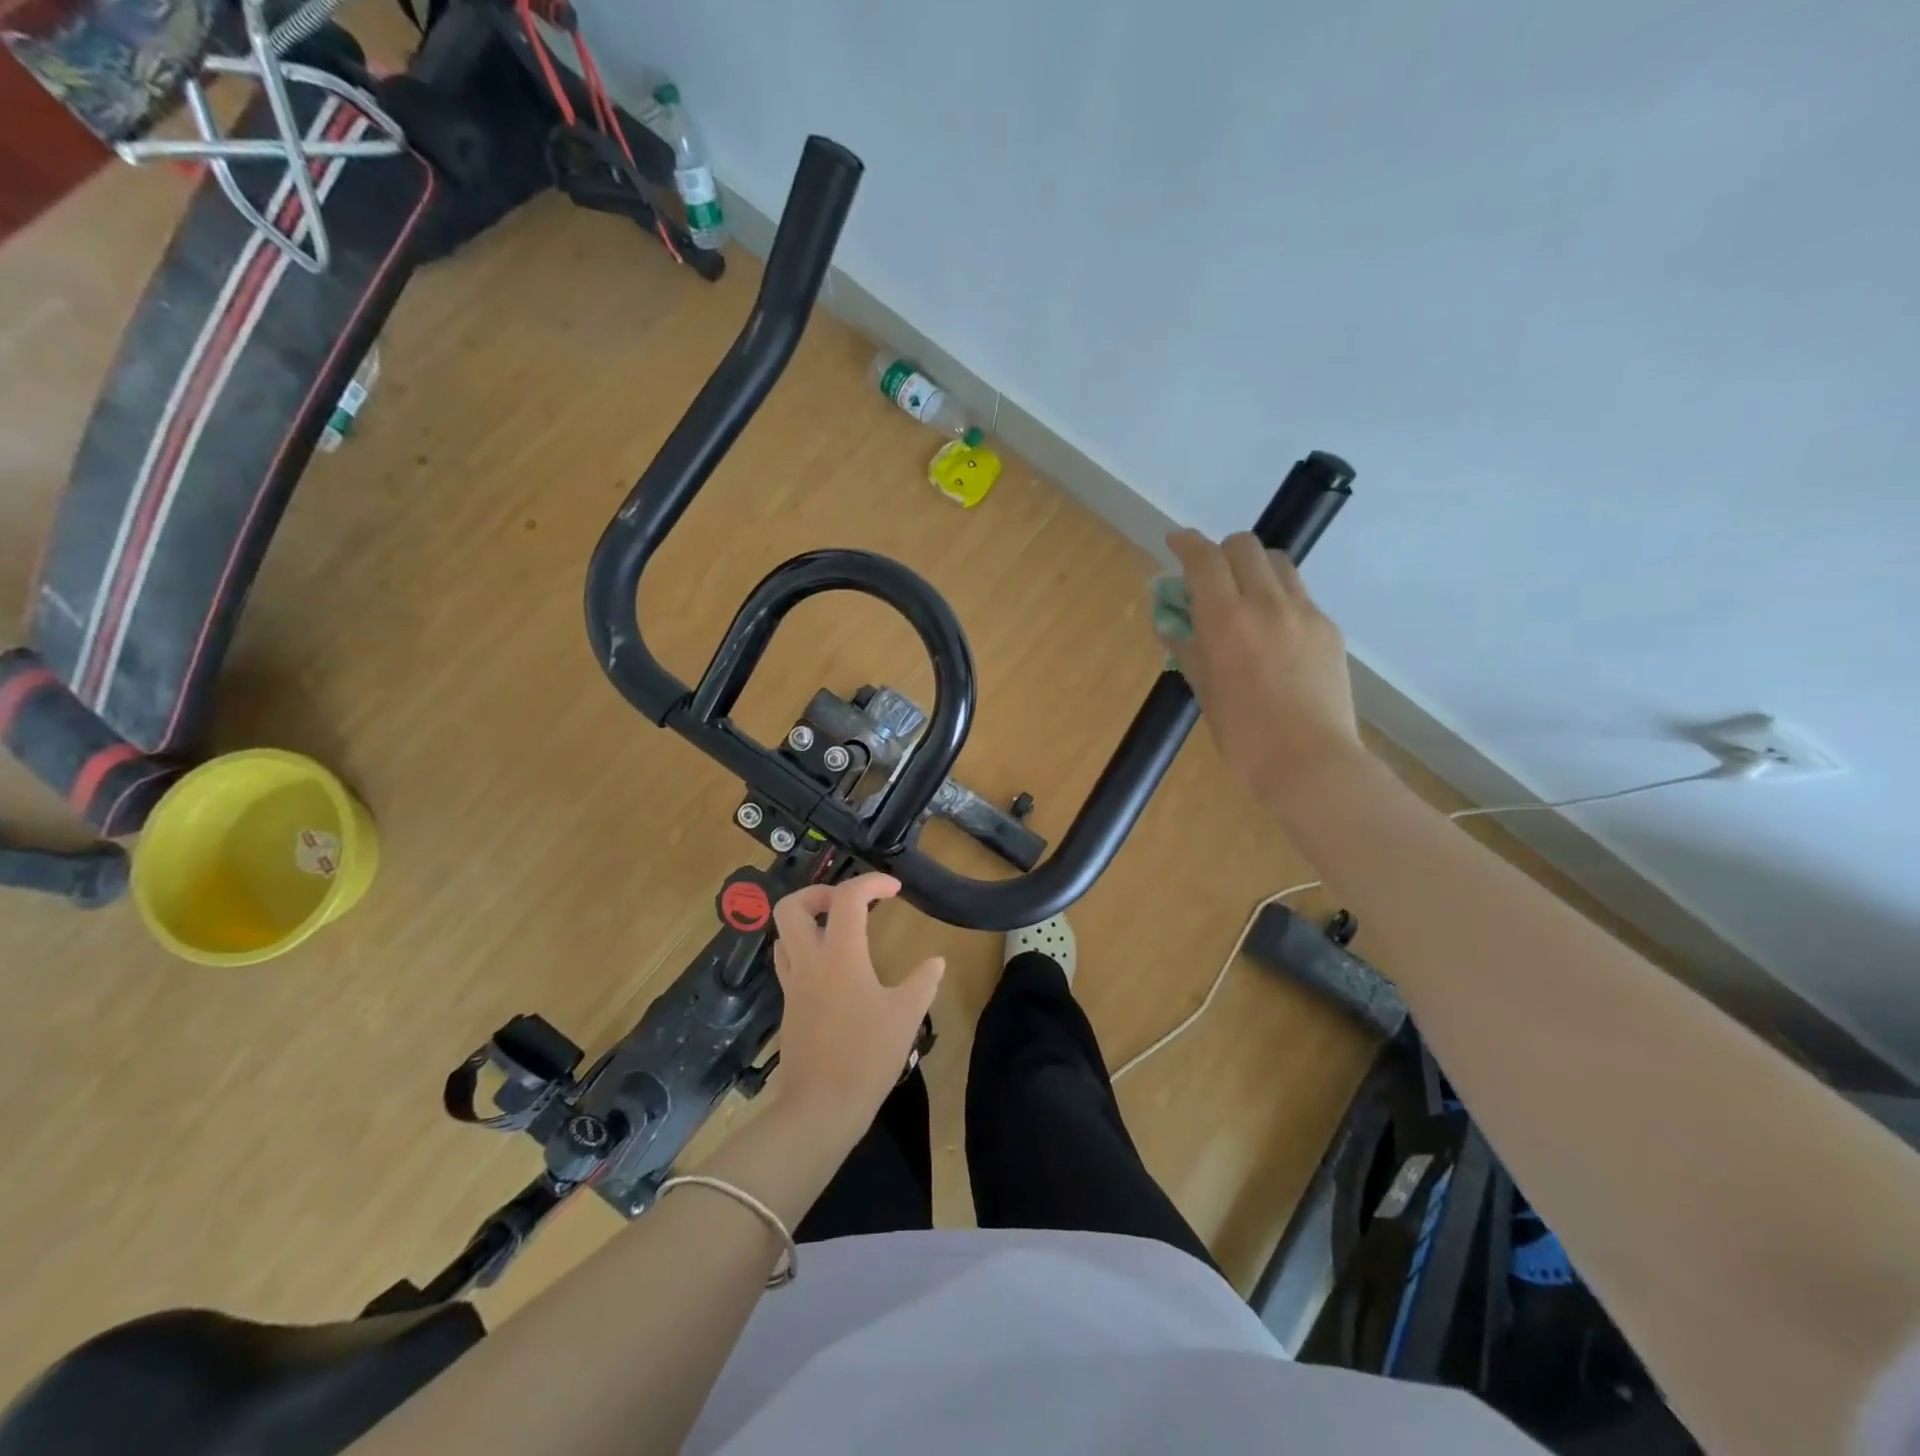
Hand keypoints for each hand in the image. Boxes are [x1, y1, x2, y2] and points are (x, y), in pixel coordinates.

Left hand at [770, 874, 943, 1134]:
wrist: (820, 1108)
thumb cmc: (867, 1056)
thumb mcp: (906, 1016)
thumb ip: (923, 982)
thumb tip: (936, 960)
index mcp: (840, 955)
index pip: (847, 897)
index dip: (871, 882)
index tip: (895, 889)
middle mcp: (809, 961)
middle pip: (792, 906)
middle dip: (820, 893)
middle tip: (850, 904)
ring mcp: (794, 984)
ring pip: (783, 934)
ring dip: (808, 920)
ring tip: (839, 931)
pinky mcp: (789, 1006)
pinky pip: (788, 961)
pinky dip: (805, 949)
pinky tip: (832, 969)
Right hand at [1163, 529, 1362, 795]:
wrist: (1309, 761)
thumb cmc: (1243, 734)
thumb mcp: (1204, 690)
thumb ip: (1186, 648)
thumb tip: (1170, 624)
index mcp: (1226, 621)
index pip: (1204, 559)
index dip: (1186, 543)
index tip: (1175, 541)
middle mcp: (1266, 604)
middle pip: (1245, 546)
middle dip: (1222, 551)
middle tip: (1211, 577)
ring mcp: (1304, 613)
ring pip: (1277, 562)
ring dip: (1254, 567)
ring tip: (1245, 597)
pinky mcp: (1328, 628)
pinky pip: (1299, 594)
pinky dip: (1279, 597)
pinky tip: (1274, 632)